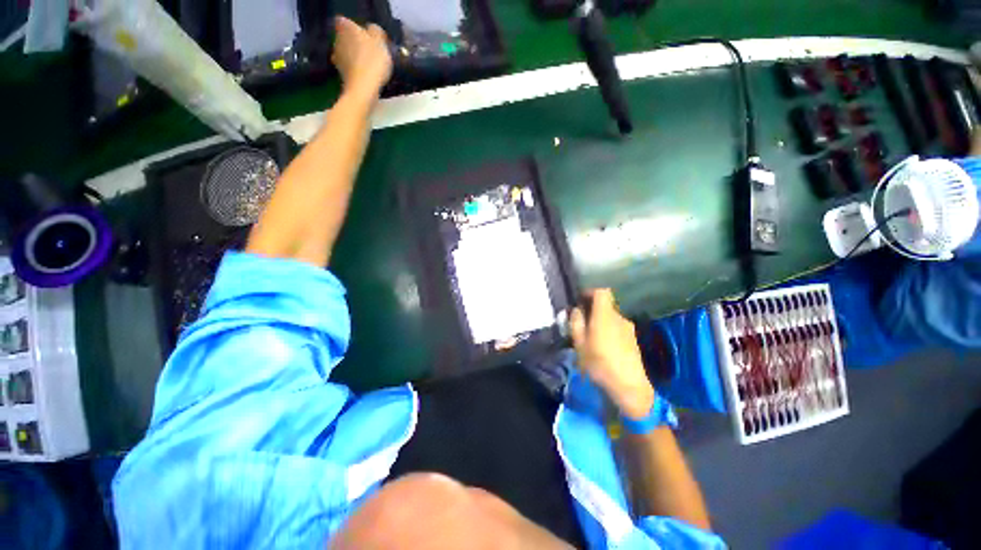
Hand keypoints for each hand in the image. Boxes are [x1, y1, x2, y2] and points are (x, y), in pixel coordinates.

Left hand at [332, 17, 392, 97]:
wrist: (364, 88)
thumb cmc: (373, 61)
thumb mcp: (380, 41)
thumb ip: (375, 31)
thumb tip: (372, 30)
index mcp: (345, 27)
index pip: (345, 21)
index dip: (355, 27)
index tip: (365, 35)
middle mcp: (336, 39)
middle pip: (345, 37)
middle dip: (354, 42)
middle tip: (369, 50)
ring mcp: (336, 57)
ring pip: (345, 52)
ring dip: (354, 56)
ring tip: (368, 65)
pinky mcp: (340, 73)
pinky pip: (348, 67)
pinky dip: (354, 69)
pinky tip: (364, 75)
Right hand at [570, 289, 654, 419]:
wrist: (629, 387)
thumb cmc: (599, 363)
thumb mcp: (579, 344)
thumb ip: (576, 323)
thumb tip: (576, 310)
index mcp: (605, 315)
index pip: (602, 292)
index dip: (590, 292)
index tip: (580, 300)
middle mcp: (619, 317)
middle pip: (605, 305)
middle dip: (592, 310)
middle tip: (581, 323)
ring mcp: (629, 329)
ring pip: (611, 318)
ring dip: (600, 322)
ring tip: (591, 338)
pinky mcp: (633, 340)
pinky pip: (617, 328)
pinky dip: (608, 331)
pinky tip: (603, 347)